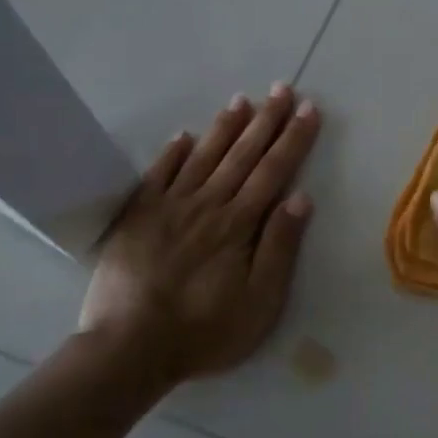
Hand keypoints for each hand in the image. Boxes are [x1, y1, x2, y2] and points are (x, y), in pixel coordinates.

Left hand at [79, 84, 320, 383]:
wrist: (129, 348)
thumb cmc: (205, 331)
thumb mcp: (260, 301)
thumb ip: (280, 247)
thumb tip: (300, 198)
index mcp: (239, 224)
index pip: (274, 171)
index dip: (293, 139)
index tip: (308, 109)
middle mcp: (207, 205)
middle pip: (242, 155)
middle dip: (266, 121)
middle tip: (283, 89)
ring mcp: (169, 208)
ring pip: (203, 157)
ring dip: (225, 128)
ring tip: (242, 100)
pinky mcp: (137, 217)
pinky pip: (157, 175)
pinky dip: (172, 153)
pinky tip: (184, 135)